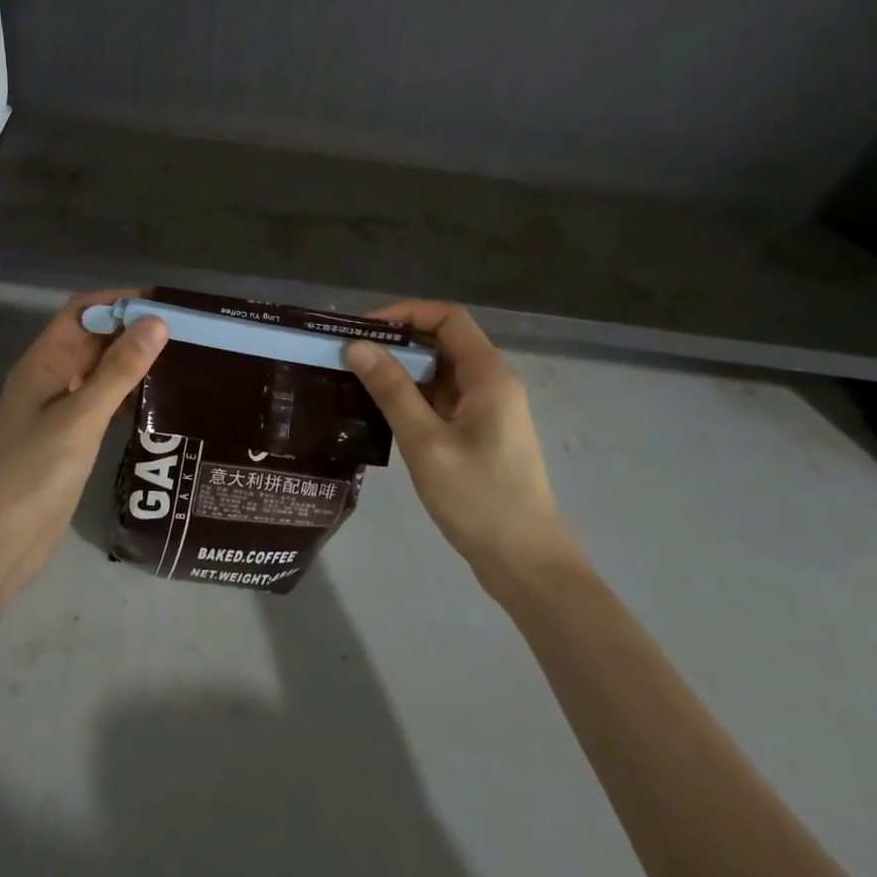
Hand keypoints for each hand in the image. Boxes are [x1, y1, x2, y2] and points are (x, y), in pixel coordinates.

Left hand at [0, 290, 167, 600]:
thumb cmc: (33, 473)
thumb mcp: (80, 418)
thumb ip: (119, 370)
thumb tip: (157, 321)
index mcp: (43, 363)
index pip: (82, 312)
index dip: (119, 300)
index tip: (165, 302)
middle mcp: (51, 379)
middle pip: (93, 339)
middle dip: (132, 328)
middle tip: (186, 331)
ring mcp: (60, 411)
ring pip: (100, 371)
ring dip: (133, 361)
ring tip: (182, 358)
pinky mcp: (71, 440)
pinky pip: (103, 403)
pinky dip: (128, 394)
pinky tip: (160, 400)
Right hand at [344, 301, 574, 589]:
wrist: (526, 564)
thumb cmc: (479, 499)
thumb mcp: (426, 443)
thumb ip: (392, 390)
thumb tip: (357, 346)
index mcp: (489, 375)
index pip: (447, 318)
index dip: (404, 313)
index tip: (363, 329)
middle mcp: (492, 383)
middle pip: (442, 341)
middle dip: (396, 341)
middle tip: (350, 353)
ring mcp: (487, 409)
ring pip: (440, 371)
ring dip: (401, 369)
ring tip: (356, 378)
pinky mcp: (479, 433)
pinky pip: (441, 398)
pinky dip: (412, 395)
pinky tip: (380, 410)